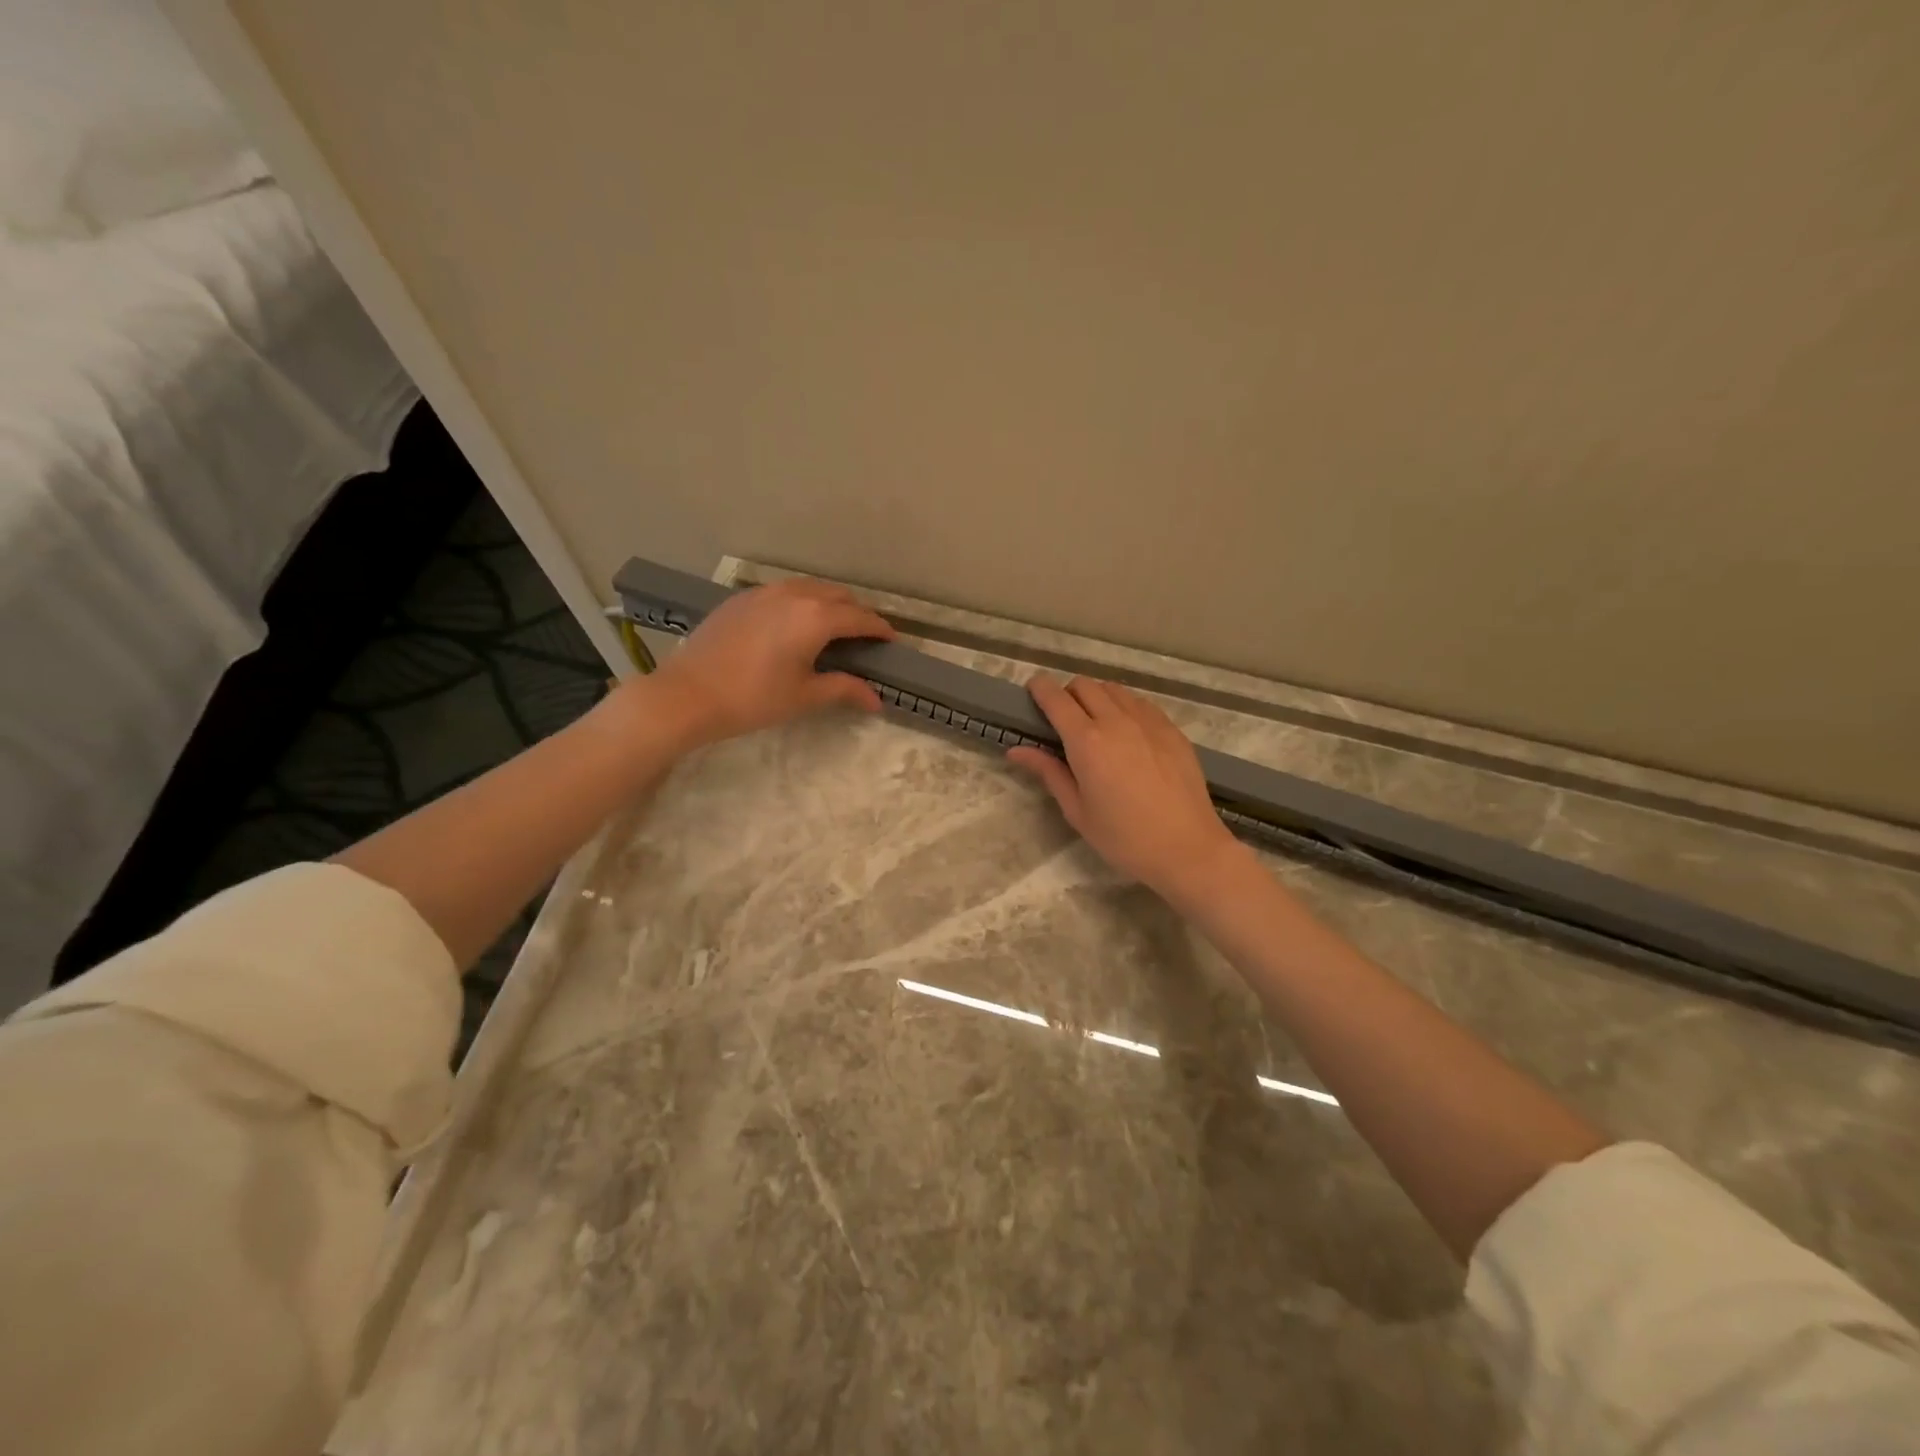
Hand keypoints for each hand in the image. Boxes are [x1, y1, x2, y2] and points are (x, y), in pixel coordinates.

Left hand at [646, 577, 895, 745]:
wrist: (688, 693)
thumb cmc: (753, 698)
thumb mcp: (804, 696)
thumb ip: (844, 689)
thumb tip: (877, 700)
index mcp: (817, 617)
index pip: (861, 618)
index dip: (880, 630)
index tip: (891, 642)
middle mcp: (795, 594)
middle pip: (839, 596)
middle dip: (857, 613)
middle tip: (864, 638)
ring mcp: (765, 592)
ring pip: (810, 588)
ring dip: (829, 604)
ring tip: (832, 629)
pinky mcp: (742, 598)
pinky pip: (784, 592)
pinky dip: (802, 602)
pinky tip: (794, 625)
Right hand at [1007, 676, 1242, 902]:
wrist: (1187, 848)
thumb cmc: (1123, 838)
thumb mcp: (1077, 810)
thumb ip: (1048, 772)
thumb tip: (1017, 751)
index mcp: (1087, 741)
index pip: (1056, 698)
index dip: (1039, 689)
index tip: (1032, 693)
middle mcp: (1116, 720)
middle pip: (1084, 685)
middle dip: (1067, 694)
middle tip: (1063, 720)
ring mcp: (1148, 721)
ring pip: (1114, 689)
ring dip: (1097, 697)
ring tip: (1096, 725)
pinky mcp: (1171, 729)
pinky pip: (1140, 703)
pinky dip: (1125, 707)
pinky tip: (1127, 734)